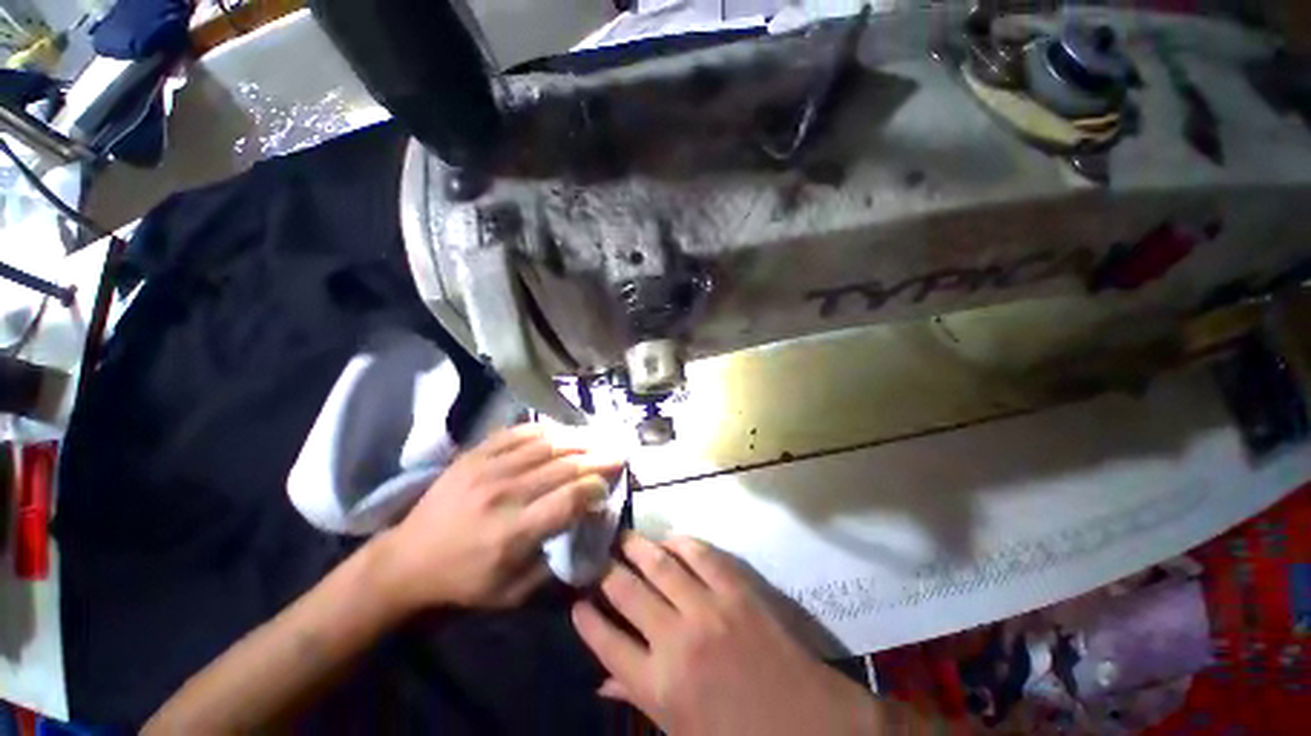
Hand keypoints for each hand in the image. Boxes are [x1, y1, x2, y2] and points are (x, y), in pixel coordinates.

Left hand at [375, 424, 622, 611]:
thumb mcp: (513, 593)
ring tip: (598, 439)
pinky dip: (545, 431)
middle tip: (618, 453)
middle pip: (564, 467)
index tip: (608, 486)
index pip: (570, 499)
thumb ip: (555, 565)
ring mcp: (488, 468)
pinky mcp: (475, 455)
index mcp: (514, 532)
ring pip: (546, 445)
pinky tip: (561, 433)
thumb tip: (587, 533)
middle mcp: (505, 494)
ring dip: (578, 440)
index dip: (596, 488)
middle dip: (598, 458)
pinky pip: (518, 433)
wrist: (406, 560)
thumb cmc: (465, 581)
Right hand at [573, 534, 881, 735]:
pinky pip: (700, 553)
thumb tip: (600, 681)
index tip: (576, 601)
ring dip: (636, 547)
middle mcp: (676, 639)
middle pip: (626, 591)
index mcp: (660, 686)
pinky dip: (679, 542)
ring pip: (659, 564)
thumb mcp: (682, 732)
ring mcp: (708, 608)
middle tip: (596, 557)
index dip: (586, 620)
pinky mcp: (736, 589)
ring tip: (622, 538)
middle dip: (605, 570)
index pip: (606, 642)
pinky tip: (668, 539)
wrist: (811, 725)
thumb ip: (639, 699)